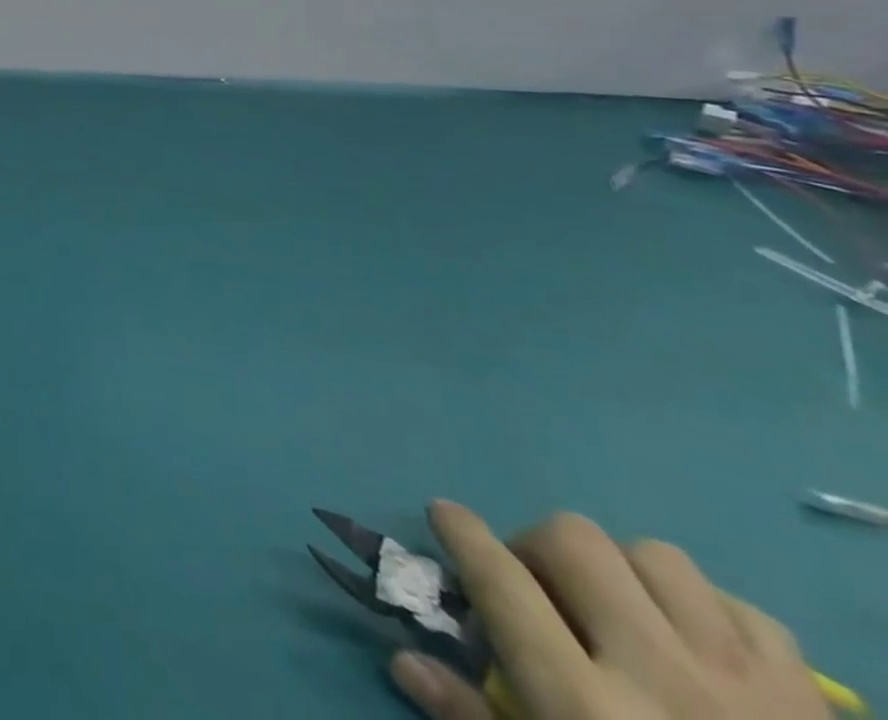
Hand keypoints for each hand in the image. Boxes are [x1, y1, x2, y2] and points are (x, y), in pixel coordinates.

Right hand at [391, 502, 829, 719]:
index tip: (444, 513)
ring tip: (620, 612)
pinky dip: (706, 612)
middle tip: (537, 585)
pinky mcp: (810, 703)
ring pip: (655, 556)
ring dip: (622, 571)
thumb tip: (404, 660)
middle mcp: (657, 677)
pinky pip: (741, 609)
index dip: (461, 534)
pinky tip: (694, 646)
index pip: (499, 581)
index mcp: (586, 708)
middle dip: (539, 548)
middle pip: (573, 540)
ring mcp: (743, 686)